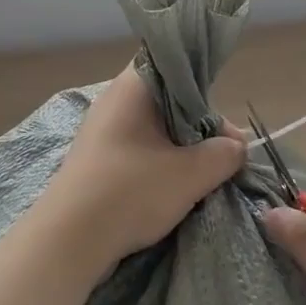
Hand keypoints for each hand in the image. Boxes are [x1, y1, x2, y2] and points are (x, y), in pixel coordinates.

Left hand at [34, 64, 246, 273]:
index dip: (203, 85)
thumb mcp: (190, 174)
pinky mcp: (97, 159)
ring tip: (205, 174)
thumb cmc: (130, 192)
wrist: (68, 241)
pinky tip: (176, 187)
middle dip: (199, 126)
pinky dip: (160, 163)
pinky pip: (139, 149)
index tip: (223, 116)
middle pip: (169, 99)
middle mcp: (114, 100)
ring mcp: (102, 131)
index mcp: (132, 87)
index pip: (173, 63)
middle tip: (224, 154)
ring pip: (155, 128)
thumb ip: (223, 154)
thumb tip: (237, 146)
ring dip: (181, 148)